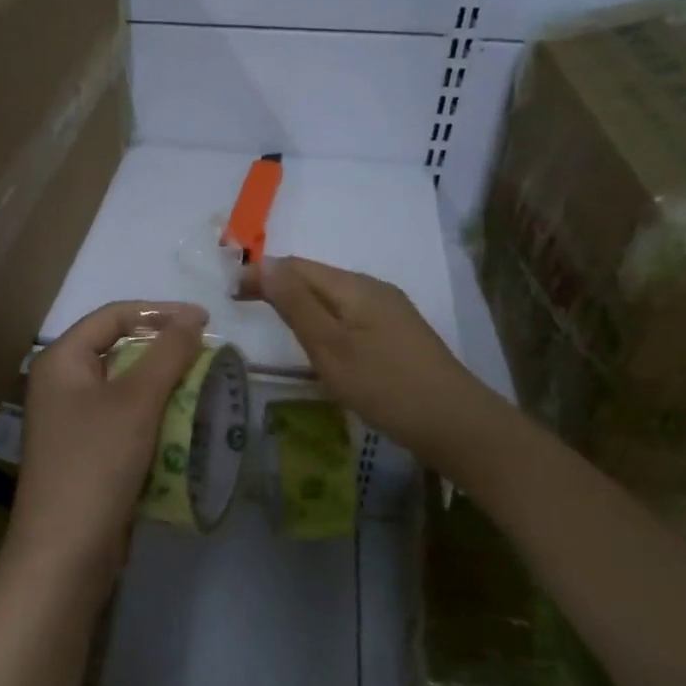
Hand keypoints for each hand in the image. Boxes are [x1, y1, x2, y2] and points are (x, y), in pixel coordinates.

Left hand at [8, 300, 209, 589]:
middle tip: (208, 357)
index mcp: (61, 361)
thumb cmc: (96, 463)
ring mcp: (72, 421)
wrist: (66, 553)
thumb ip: (168, 353)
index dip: (160, 312)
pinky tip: (186, 426)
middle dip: (165, 352)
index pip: (113, 316)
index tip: (205, 321)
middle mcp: (62, 384)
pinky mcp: (88, 453)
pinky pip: (126, 421)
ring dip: (165, 387)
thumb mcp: (136, 401)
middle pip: (119, 350)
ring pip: (126, 388)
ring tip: (205, 389)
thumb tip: (193, 316)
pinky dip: (155, 418)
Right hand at [259, 256, 486, 464]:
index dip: (261, 273)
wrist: (454, 423)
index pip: (296, 266)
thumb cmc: (384, 385)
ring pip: (333, 296)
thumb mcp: (330, 346)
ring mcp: (390, 311)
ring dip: (300, 301)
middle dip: (279, 284)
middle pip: (316, 277)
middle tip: (244, 304)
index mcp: (354, 286)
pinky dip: (323, 319)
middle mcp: (373, 288)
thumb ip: (296, 304)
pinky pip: (349, 314)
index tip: (231, 294)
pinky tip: (320, 340)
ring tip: (274, 319)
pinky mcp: (398, 334)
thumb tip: (264, 263)